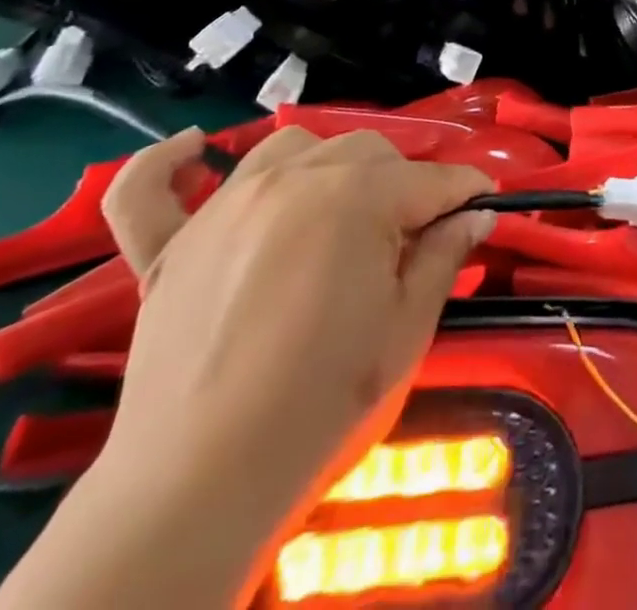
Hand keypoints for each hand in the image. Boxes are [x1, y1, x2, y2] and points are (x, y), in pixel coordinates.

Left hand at [96, 126, 494, 539]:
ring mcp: (225, 206)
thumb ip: (444, 257)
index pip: (432, 179)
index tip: (487, 205)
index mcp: (358, 197)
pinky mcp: (169, 246)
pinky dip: (169, 165)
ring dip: (325, 165)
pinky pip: (150, 188)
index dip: (467, 192)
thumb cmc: (323, 404)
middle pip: (367, 151)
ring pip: (291, 147)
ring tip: (338, 208)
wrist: (200, 488)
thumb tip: (475, 214)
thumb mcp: (407, 330)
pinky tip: (192, 150)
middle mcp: (293, 180)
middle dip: (403, 181)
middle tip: (413, 235)